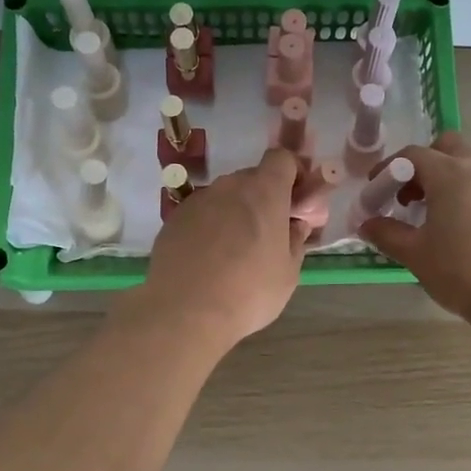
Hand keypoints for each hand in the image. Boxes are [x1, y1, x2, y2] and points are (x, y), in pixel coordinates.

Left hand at [133, 148, 308, 351]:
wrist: (185, 312)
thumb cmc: (249, 292)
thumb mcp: (288, 273)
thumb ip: (295, 242)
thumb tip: (295, 226)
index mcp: (264, 193)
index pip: (281, 159)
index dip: (292, 173)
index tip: (296, 199)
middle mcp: (229, 187)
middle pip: (252, 178)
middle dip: (264, 198)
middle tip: (268, 231)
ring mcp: (198, 201)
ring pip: (225, 197)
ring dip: (235, 212)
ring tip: (235, 250)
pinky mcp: (174, 219)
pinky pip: (201, 214)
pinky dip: (210, 227)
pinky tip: (208, 258)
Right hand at [357, 133, 470, 324]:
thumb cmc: (462, 273)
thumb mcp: (415, 255)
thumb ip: (387, 233)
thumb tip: (367, 224)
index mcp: (450, 173)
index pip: (412, 156)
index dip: (389, 169)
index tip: (378, 190)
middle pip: (448, 146)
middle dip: (426, 164)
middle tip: (414, 197)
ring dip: (454, 177)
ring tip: (445, 213)